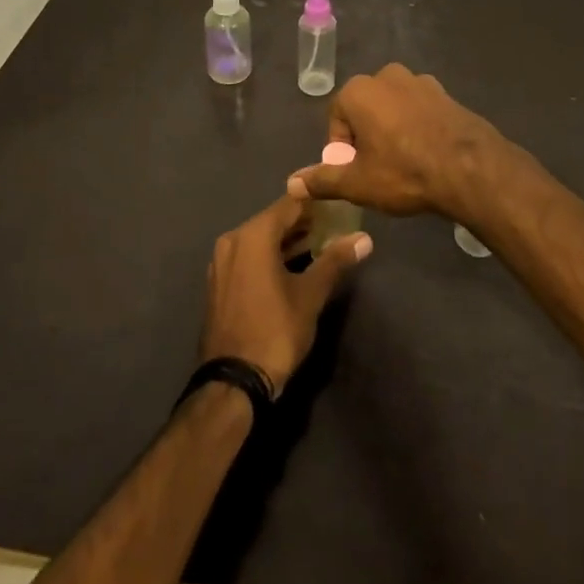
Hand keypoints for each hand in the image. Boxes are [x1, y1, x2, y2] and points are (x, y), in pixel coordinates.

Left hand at [201, 194, 371, 393]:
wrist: (233, 382)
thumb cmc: (275, 330)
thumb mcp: (311, 295)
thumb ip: (335, 260)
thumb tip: (364, 238)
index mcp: (253, 235)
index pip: (290, 203)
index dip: (316, 202)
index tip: (339, 204)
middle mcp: (233, 239)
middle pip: (274, 220)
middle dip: (304, 222)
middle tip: (335, 225)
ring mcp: (222, 261)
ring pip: (260, 239)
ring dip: (288, 240)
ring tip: (321, 243)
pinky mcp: (220, 282)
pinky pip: (249, 256)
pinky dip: (270, 256)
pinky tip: (293, 266)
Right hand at [287, 63, 509, 222]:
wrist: (469, 167)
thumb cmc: (403, 171)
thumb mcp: (357, 183)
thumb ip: (322, 180)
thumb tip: (291, 184)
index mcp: (359, 90)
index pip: (336, 118)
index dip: (341, 148)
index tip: (355, 172)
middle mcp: (386, 76)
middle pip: (364, 109)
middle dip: (366, 136)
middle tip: (377, 169)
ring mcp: (420, 81)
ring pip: (393, 108)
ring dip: (391, 130)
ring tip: (403, 164)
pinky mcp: (445, 93)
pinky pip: (419, 110)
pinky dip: (416, 127)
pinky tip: (427, 154)